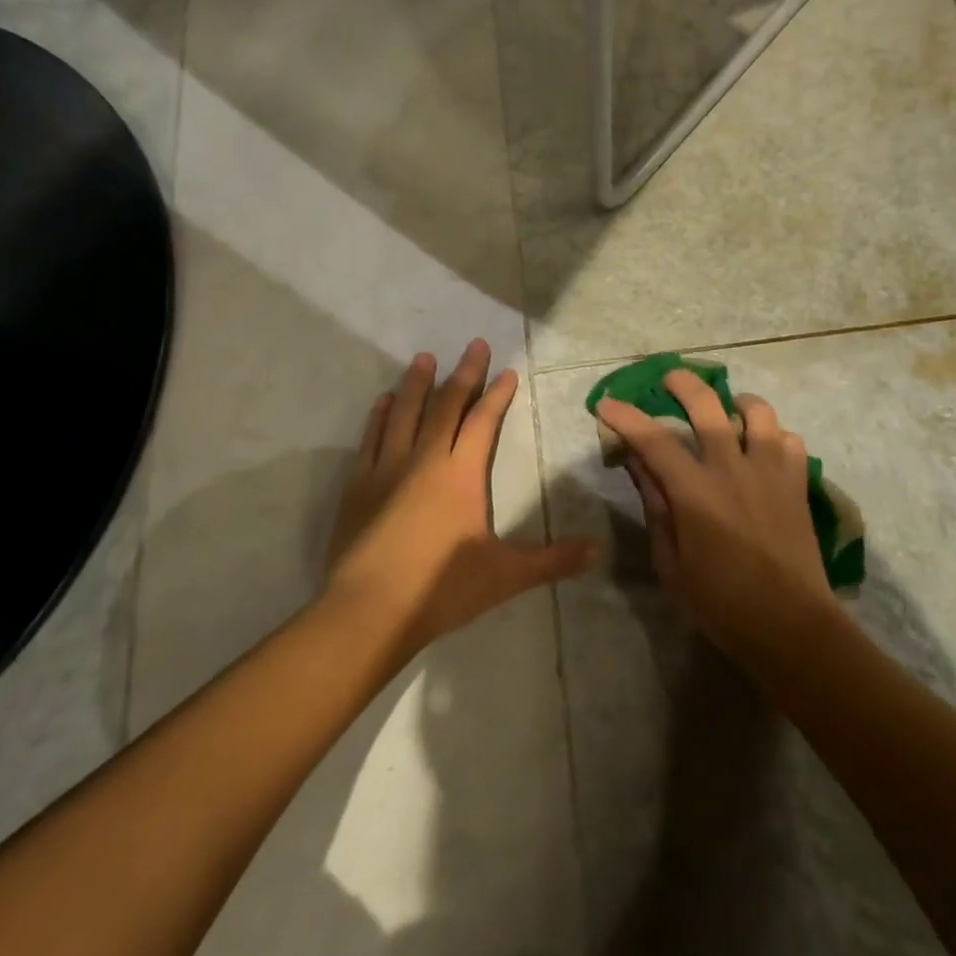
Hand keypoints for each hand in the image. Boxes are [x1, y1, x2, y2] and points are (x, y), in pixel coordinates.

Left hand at [325, 340, 595, 655]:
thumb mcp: (506, 576)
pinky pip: (371, 439)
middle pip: (446, 406)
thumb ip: (552, 560)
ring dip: (417, 384)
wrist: (369, 611)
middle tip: (473, 344)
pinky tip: (384, 400)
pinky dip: (380, 416)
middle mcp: (425, 459)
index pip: (483, 421)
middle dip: (463, 374)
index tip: (506, 370)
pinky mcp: (359, 485)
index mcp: (461, 474)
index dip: (496, 394)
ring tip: (424, 358)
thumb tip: (597, 551)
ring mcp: (387, 469)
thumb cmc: (441, 589)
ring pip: (405, 414)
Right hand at [596, 371, 835, 666]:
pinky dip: (774, 437)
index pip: (652, 440)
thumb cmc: (721, 603)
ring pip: (758, 412)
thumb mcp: (671, 564)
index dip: (625, 417)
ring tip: (728, 410)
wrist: (791, 626)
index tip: (605, 403)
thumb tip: (639, 465)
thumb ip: (656, 508)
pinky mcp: (797, 484)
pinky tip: (763, 451)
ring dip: (738, 402)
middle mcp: (733, 469)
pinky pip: (790, 441)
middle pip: (707, 405)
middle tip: (668, 379)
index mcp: (695, 492)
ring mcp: (770, 472)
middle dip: (682, 383)